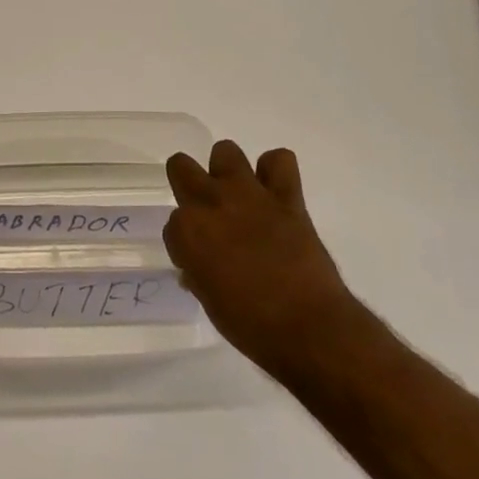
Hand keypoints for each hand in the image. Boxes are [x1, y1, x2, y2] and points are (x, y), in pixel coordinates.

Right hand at [164, 141, 358, 379]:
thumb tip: (199, 265)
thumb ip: (198, 271)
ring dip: (227, 170)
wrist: (307, 327)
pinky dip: (274, 170)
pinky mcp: (286, 196)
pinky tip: (273, 190)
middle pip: (181, 167)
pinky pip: (279, 160)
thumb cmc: (248, 323)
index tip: (197, 258)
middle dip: (187, 184)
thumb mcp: (208, 298)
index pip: (172, 223)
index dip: (184, 241)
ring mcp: (249, 194)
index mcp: (186, 231)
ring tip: (238, 195)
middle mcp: (211, 202)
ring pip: (225, 151)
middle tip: (205, 211)